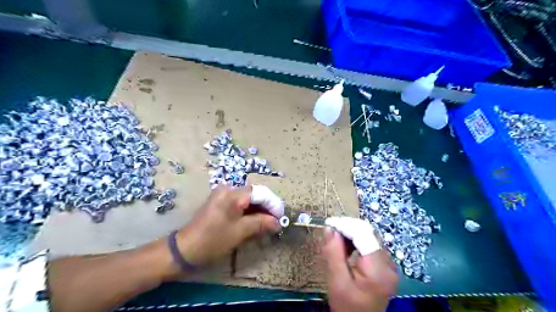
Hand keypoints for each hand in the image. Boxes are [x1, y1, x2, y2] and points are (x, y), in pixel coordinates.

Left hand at [173, 185, 280, 267]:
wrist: (185, 250)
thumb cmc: (214, 239)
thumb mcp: (241, 231)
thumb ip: (261, 223)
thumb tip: (278, 222)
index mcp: (233, 194)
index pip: (260, 193)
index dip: (273, 204)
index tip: (281, 218)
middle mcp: (228, 190)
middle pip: (254, 195)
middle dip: (267, 208)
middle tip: (276, 223)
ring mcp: (222, 196)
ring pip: (248, 200)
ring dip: (259, 211)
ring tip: (267, 225)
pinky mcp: (219, 204)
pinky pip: (239, 205)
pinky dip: (249, 213)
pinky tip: (255, 223)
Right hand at [322, 229, 399, 311]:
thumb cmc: (347, 306)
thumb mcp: (337, 281)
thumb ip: (334, 253)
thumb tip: (329, 228)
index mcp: (378, 270)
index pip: (363, 235)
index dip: (346, 225)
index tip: (328, 223)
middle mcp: (389, 264)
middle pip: (369, 234)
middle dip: (349, 227)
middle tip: (331, 229)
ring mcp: (389, 264)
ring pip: (370, 236)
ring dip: (352, 232)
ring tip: (336, 236)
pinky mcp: (385, 265)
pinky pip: (371, 244)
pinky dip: (357, 240)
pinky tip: (346, 244)